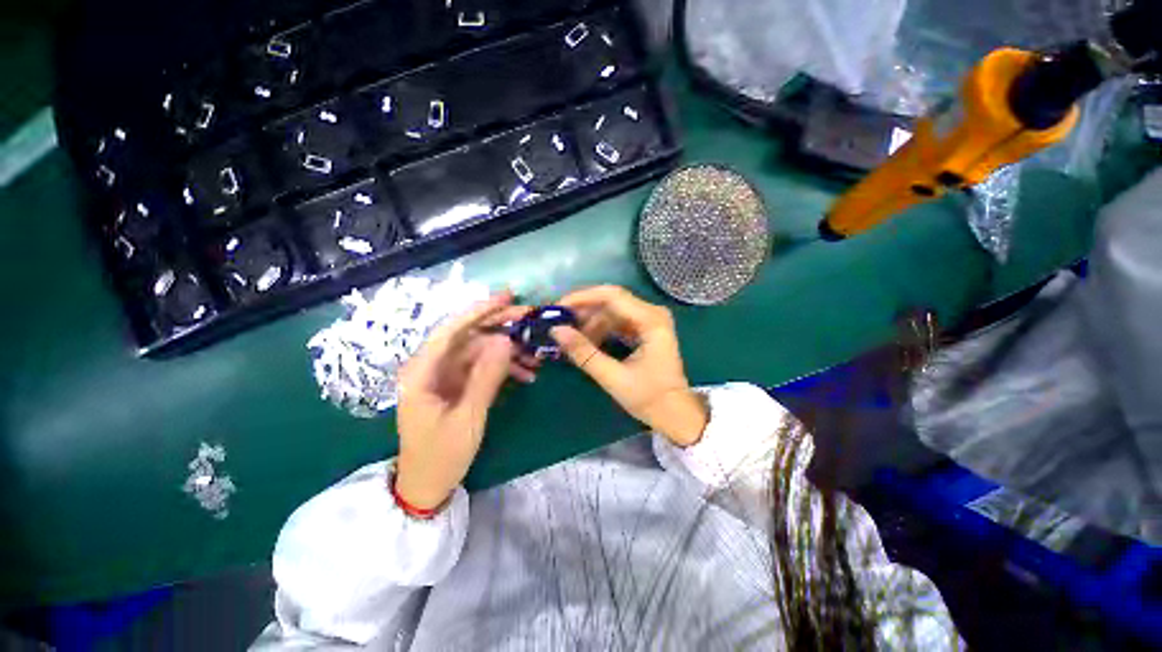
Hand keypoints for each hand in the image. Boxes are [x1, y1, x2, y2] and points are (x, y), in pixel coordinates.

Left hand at [395, 293, 534, 509]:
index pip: (452, 330)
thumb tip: (507, 340)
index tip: (508, 297)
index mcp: (422, 372)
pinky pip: (482, 367)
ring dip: (507, 350)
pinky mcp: (457, 384)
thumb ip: (487, 376)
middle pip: (468, 335)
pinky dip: (504, 367)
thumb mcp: (469, 416)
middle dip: (500, 326)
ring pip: (479, 350)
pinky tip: (526, 374)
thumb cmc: (442, 455)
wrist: (428, 486)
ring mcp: (445, 375)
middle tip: (530, 320)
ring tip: (535, 356)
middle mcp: (431, 367)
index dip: (480, 310)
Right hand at [550, 286, 708, 446]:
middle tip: (559, 323)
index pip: (612, 296)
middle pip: (611, 300)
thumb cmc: (649, 398)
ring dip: (590, 321)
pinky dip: (600, 329)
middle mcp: (652, 313)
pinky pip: (618, 321)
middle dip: (583, 310)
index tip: (558, 309)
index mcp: (651, 320)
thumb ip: (584, 353)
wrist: (675, 414)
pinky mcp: (645, 330)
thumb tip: (556, 331)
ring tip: (571, 337)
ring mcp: (649, 320)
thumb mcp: (613, 377)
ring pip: (612, 311)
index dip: (582, 298)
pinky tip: (586, 341)